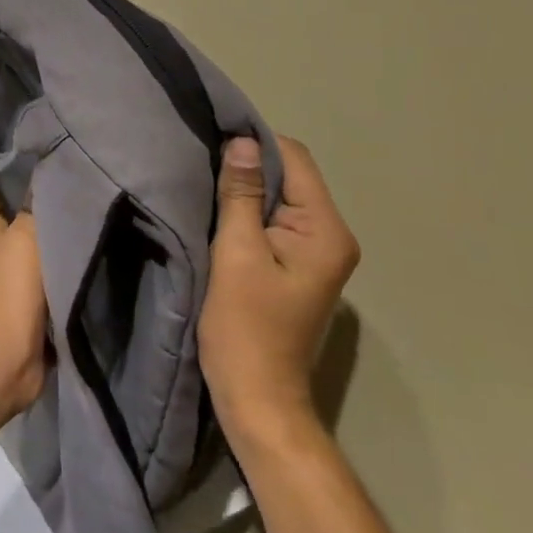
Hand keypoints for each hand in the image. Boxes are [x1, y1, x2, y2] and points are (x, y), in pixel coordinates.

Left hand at [0, 181, 50, 415]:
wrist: (11, 353)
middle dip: (16, 210)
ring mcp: (17, 287)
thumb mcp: (26, 236)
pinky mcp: (36, 313)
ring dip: (45, 242)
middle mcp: (2, 258)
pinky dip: (63, 274)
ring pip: (31, 256)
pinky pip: (52, 284)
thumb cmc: (13, 287)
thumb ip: (38, 208)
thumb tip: (49, 172)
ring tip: (71, 221)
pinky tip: (81, 264)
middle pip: (7, 227)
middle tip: (43, 189)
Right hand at [199, 135, 359, 442]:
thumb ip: (241, 194)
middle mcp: (331, 235)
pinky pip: (274, 219)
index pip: (294, 159)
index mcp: (325, 230)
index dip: (254, 142)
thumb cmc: (245, 326)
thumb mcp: (236, 252)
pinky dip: (248, 210)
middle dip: (248, 164)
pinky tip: (219, 209)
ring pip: (280, 196)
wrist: (257, 397)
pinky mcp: (298, 264)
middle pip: (289, 175)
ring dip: (246, 188)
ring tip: (205, 178)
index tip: (211, 135)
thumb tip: (241, 141)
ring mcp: (317, 252)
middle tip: (201, 156)